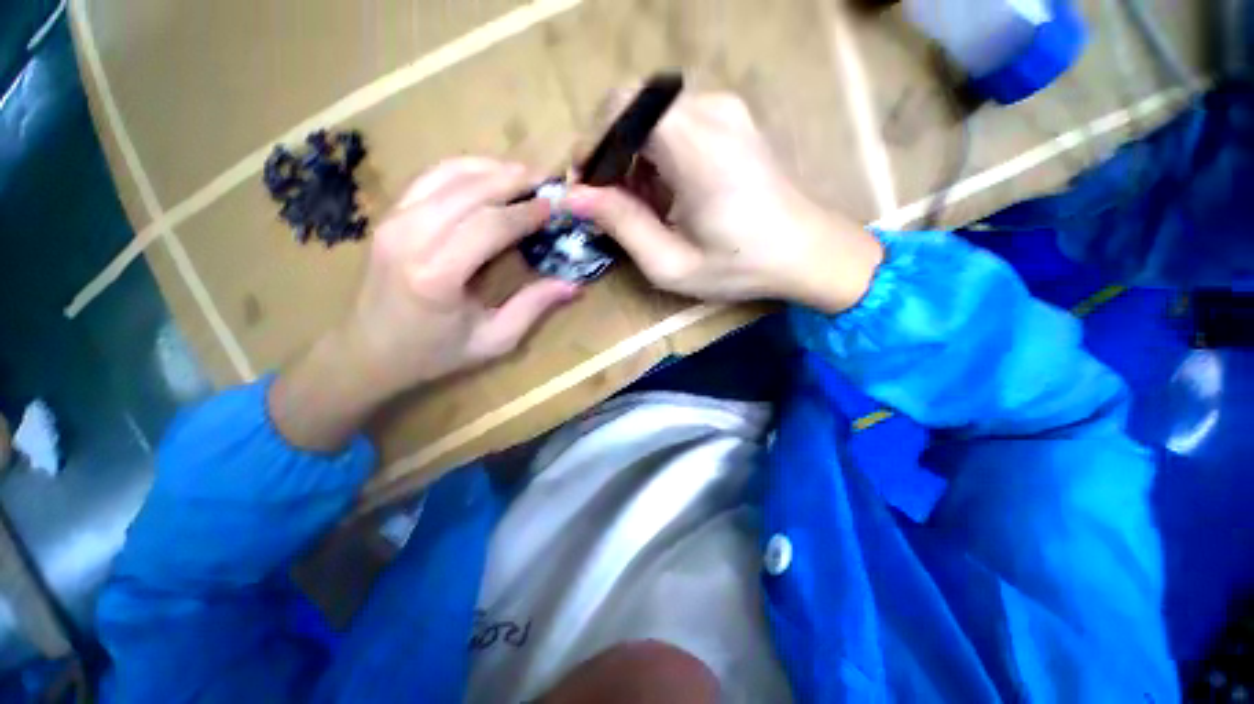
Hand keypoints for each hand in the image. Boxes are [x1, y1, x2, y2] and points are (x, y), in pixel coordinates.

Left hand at [270, 158, 579, 451]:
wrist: (367, 351)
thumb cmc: (434, 353)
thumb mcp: (493, 341)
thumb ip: (533, 308)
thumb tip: (574, 285)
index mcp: (437, 276)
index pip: (490, 226)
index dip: (526, 212)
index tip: (554, 207)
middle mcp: (410, 238)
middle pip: (470, 191)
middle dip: (514, 180)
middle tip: (548, 181)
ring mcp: (393, 221)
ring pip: (449, 175)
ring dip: (491, 169)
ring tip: (524, 175)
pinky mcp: (389, 215)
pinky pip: (431, 178)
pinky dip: (465, 170)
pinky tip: (489, 175)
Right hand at [565, 92, 882, 313]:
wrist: (806, 252)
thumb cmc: (739, 266)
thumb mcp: (672, 263)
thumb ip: (622, 225)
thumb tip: (574, 196)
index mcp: (698, 148)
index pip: (622, 108)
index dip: (592, 142)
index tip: (583, 185)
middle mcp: (712, 112)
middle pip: (633, 105)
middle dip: (608, 150)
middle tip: (604, 198)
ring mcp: (726, 110)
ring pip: (652, 113)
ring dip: (631, 154)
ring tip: (635, 203)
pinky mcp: (732, 119)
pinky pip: (674, 121)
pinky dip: (654, 152)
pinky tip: (661, 191)